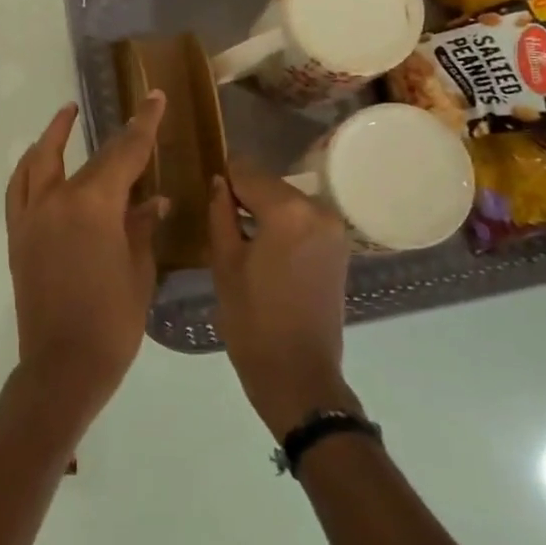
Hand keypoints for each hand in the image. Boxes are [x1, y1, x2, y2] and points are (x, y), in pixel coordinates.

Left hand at [4, 95, 167, 424]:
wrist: (62, 365)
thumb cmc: (112, 320)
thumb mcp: (139, 269)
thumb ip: (143, 226)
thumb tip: (155, 200)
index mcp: (93, 205)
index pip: (124, 153)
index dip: (143, 124)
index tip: (154, 97)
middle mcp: (57, 200)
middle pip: (88, 157)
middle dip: (114, 133)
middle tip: (131, 113)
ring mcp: (31, 216)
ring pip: (38, 162)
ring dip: (53, 136)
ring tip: (66, 116)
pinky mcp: (18, 236)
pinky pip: (20, 189)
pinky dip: (30, 168)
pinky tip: (41, 164)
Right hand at [207, 160, 357, 437]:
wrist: (298, 373)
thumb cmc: (252, 320)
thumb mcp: (224, 263)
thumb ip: (220, 214)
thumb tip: (218, 182)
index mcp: (288, 211)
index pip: (248, 171)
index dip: (224, 175)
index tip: (206, 185)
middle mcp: (319, 210)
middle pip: (272, 184)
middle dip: (245, 192)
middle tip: (217, 213)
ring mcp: (335, 229)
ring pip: (289, 201)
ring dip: (264, 209)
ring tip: (238, 232)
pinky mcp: (340, 248)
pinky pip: (304, 220)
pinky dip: (283, 224)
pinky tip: (263, 246)